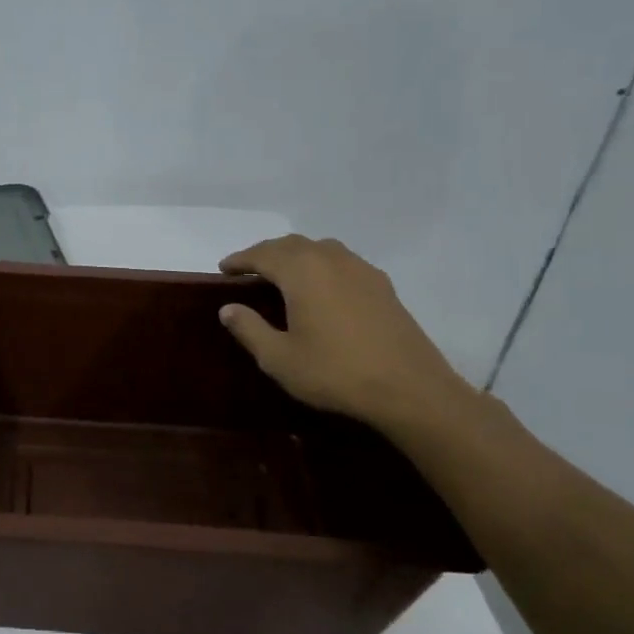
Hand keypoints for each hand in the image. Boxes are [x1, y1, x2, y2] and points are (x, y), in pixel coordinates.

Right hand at [218, 235, 472, 430]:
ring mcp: (361, 270)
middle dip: (266, 253)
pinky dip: (321, 265)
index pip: (262, 254)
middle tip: (248, 270)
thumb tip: (228, 308)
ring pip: (320, 249)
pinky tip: (322, 287)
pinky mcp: (382, 285)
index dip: (240, 260)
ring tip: (282, 274)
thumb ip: (250, 329)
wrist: (410, 389)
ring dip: (296, 255)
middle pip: (291, 244)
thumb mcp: (279, 358)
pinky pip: (342, 262)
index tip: (223, 268)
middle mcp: (331, 260)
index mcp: (302, 272)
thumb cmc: (335, 372)